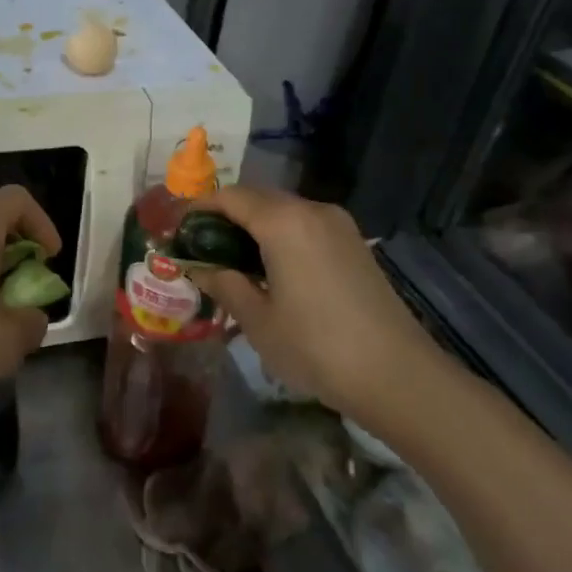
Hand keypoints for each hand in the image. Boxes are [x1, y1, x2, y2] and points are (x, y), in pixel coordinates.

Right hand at [190, 188, 450, 423]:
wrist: (396, 374)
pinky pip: (304, 226)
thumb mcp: (257, 319)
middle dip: (224, 217)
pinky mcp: (353, 244)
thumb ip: (224, 284)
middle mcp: (312, 210)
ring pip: (282, 211)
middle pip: (256, 199)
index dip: (197, 209)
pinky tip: (268, 269)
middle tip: (198, 248)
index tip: (176, 230)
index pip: (229, 197)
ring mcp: (338, 225)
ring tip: (230, 261)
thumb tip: (197, 267)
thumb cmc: (316, 346)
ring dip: (252, 227)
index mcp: (283, 222)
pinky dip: (278, 236)